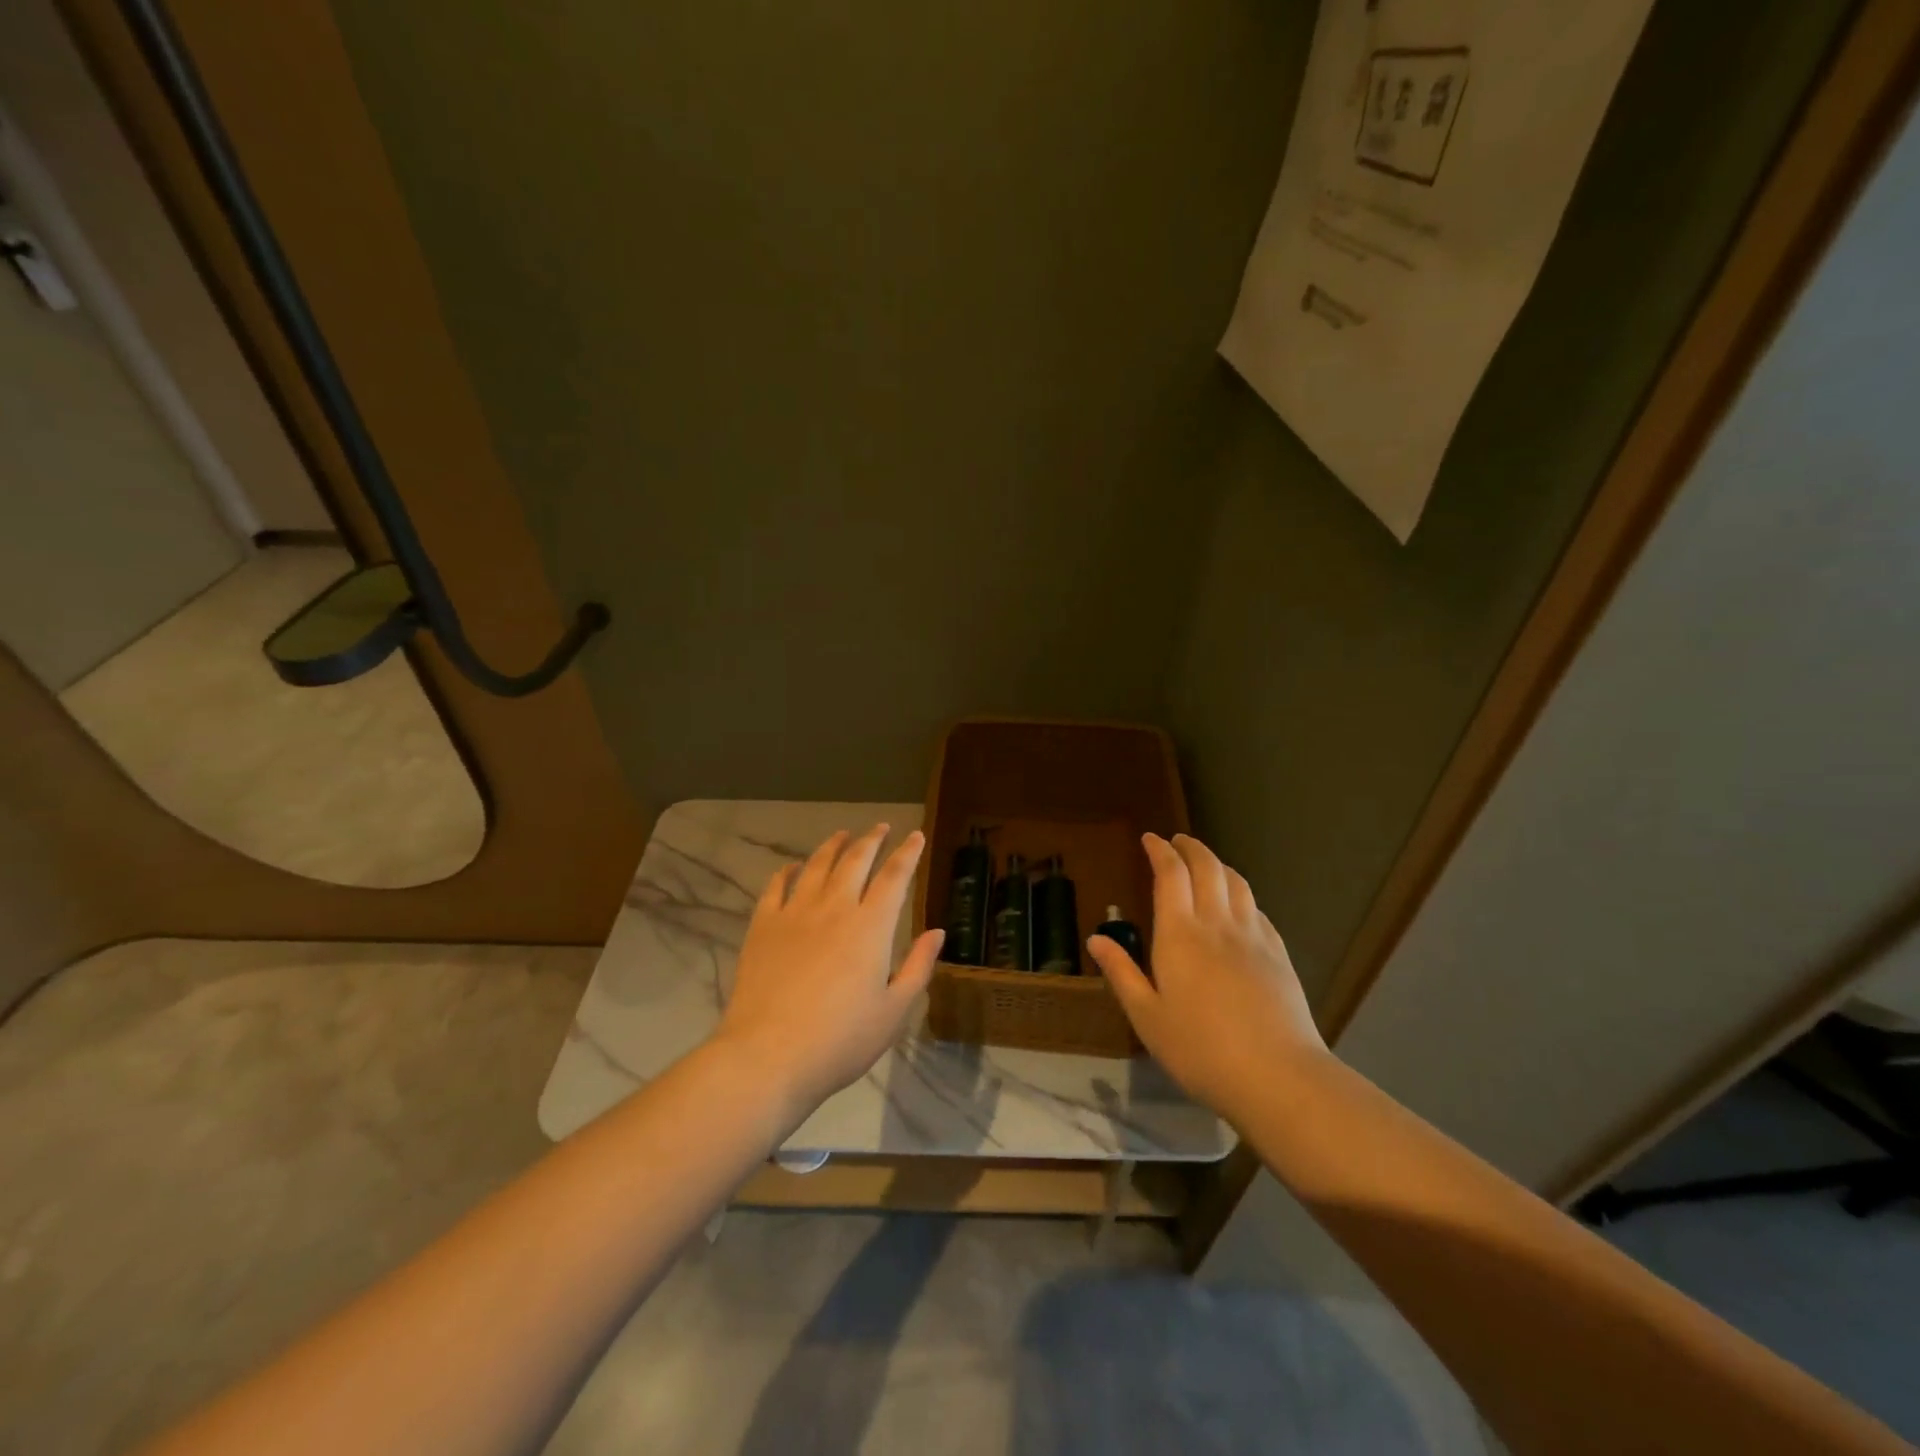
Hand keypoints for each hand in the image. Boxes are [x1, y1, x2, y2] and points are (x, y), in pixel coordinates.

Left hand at [715, 825, 943, 1117]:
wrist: (768, 1056)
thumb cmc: (840, 1040)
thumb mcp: (894, 1012)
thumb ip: (918, 967)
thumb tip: (937, 932)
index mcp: (871, 927)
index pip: (895, 877)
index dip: (907, 853)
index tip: (915, 836)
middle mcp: (835, 908)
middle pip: (856, 860)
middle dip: (872, 840)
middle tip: (881, 827)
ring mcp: (795, 913)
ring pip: (817, 865)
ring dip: (833, 846)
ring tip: (843, 835)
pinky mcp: (763, 926)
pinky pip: (776, 886)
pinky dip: (788, 871)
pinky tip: (793, 866)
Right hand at [1087, 833, 1326, 1119]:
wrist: (1277, 1076)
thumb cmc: (1200, 1049)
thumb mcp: (1146, 1017)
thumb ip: (1122, 973)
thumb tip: (1096, 939)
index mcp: (1179, 934)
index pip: (1170, 874)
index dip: (1160, 851)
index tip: (1150, 839)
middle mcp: (1217, 924)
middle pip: (1207, 868)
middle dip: (1190, 847)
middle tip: (1177, 841)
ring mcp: (1253, 937)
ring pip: (1237, 883)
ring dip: (1218, 864)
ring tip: (1206, 863)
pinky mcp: (1278, 955)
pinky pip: (1257, 910)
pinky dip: (1242, 894)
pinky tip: (1239, 906)